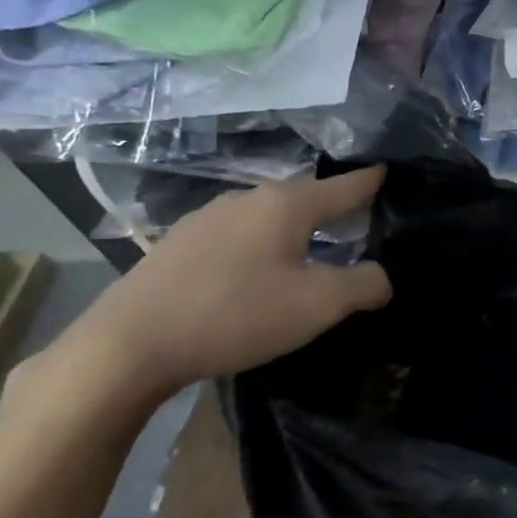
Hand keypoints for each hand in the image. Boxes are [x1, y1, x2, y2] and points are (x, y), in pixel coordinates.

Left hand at [61, 167, 391, 401]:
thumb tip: (383, 277)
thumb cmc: (236, 315)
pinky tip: (257, 270)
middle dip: (333, 205)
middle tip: (358, 218)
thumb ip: (363, 285)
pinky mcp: (178, 245)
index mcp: (285, 205)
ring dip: (295, 227)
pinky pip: (238, 234)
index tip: (388, 172)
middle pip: (304, 196)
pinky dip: (261, 243)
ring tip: (312, 245)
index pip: (343, 187)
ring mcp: (206, 220)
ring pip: (267, 215)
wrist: (128, 345)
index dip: (370, 182)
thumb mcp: (317, 305)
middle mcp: (246, 200)